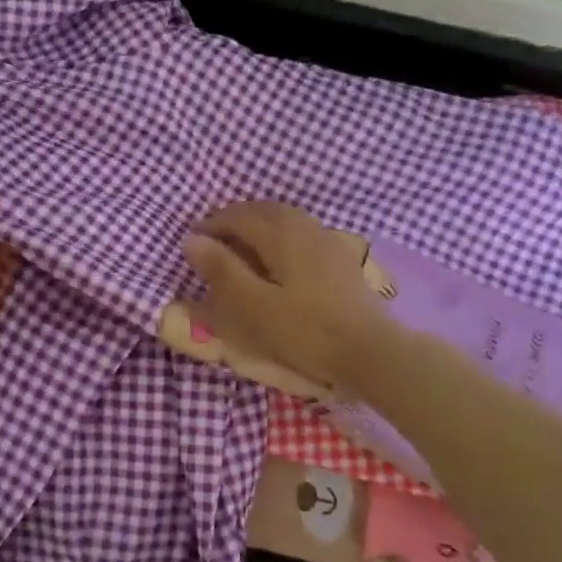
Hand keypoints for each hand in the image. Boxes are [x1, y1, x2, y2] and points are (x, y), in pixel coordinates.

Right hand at [181, 202, 393, 396]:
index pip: (238, 216)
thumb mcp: (253, 305)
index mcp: (281, 234)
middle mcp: (305, 227)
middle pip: (263, 210)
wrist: (370, 350)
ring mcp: (327, 241)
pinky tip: (278, 257)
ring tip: (241, 245)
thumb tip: (192, 239)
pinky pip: (300, 232)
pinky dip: (279, 235)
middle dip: (234, 219)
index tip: (191, 240)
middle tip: (213, 238)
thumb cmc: (305, 330)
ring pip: (285, 219)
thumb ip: (222, 270)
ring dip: (258, 224)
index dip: (211, 225)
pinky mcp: (340, 258)